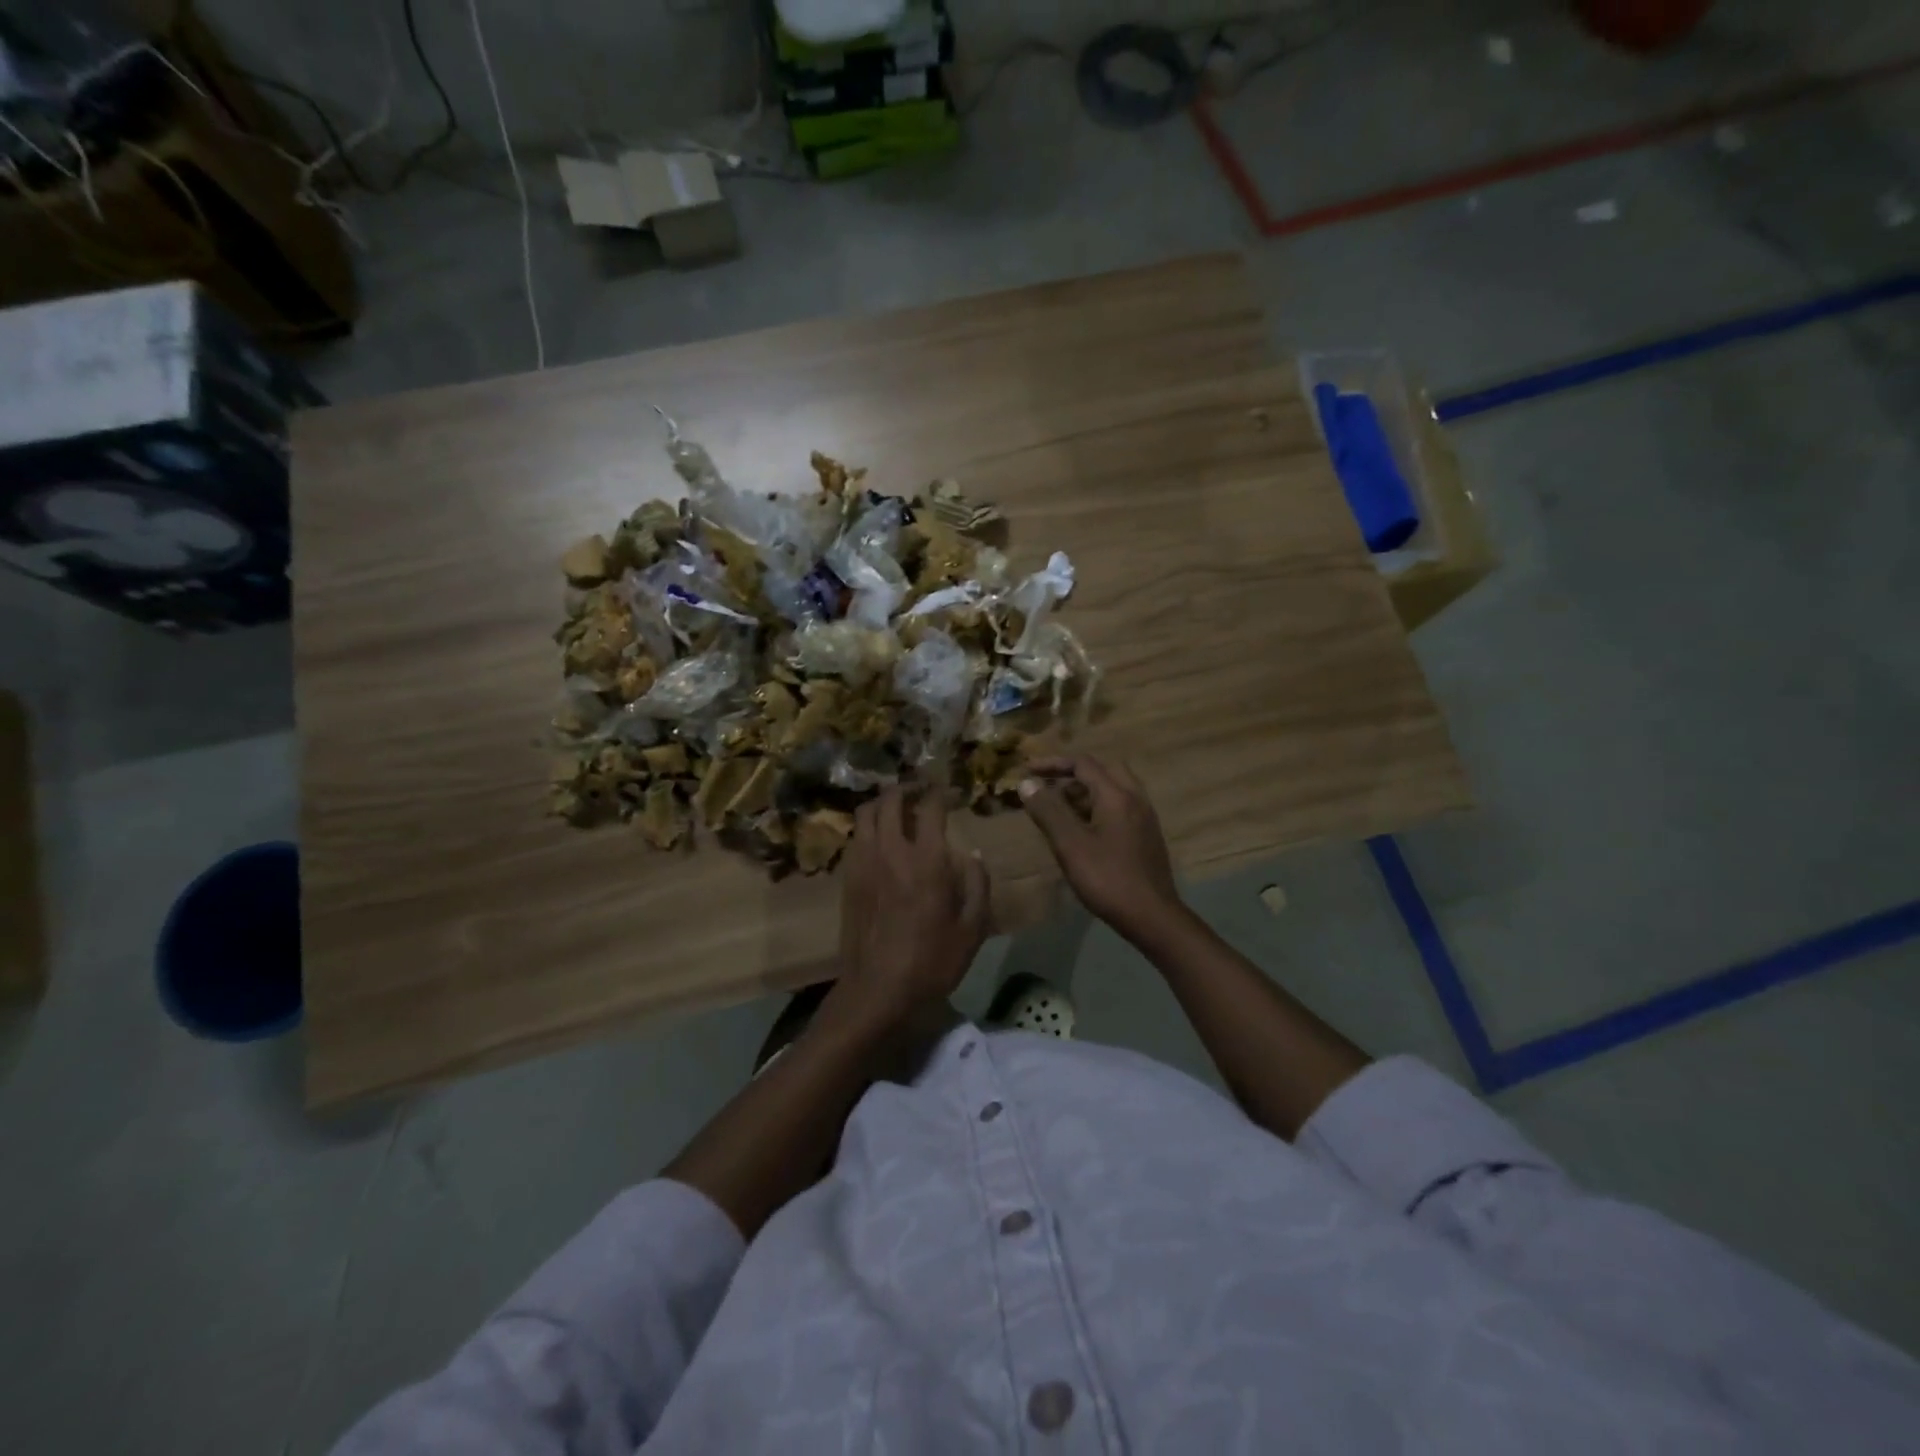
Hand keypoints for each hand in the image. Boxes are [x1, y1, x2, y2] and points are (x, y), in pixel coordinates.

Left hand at [833, 787, 989, 1028]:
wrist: (878, 991)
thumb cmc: (932, 962)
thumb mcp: (972, 929)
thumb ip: (978, 885)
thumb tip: (974, 854)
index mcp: (926, 860)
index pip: (930, 807)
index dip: (940, 792)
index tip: (949, 791)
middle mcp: (891, 851)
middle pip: (890, 800)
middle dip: (906, 789)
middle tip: (920, 792)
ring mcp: (863, 863)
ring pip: (866, 814)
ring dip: (883, 804)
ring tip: (897, 809)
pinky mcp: (848, 878)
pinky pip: (856, 837)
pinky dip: (869, 827)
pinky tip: (880, 840)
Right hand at [1019, 756, 1184, 942]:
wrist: (1152, 916)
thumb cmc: (1107, 879)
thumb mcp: (1070, 845)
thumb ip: (1048, 811)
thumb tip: (1027, 784)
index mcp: (1117, 795)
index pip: (1083, 764)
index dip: (1053, 763)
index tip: (1027, 770)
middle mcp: (1135, 798)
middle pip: (1103, 770)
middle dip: (1072, 774)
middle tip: (1048, 787)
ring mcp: (1144, 817)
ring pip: (1113, 789)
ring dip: (1085, 791)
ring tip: (1059, 808)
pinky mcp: (1146, 835)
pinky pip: (1120, 807)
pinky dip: (1098, 806)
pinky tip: (1083, 829)